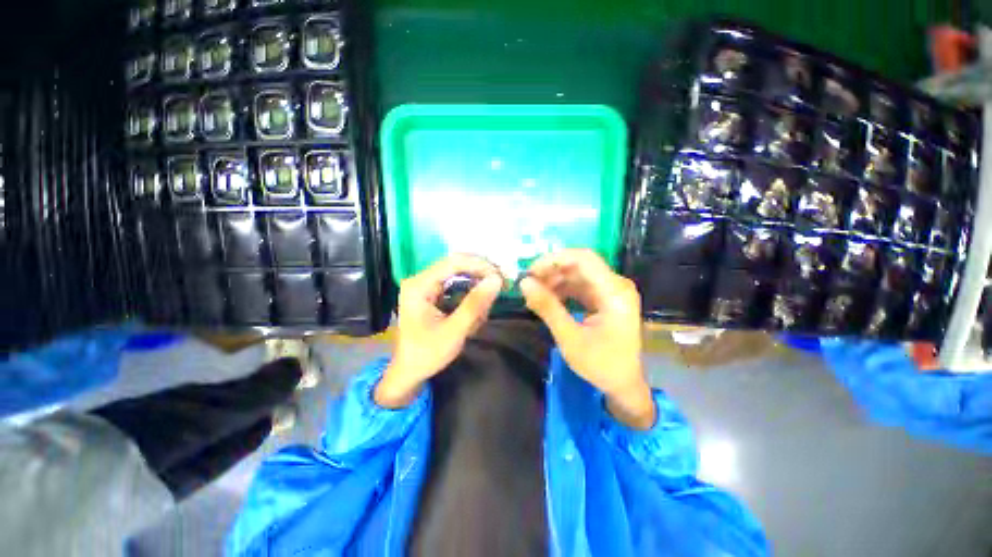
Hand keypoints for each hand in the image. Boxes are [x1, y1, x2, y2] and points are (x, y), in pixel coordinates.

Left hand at [375, 254, 503, 407]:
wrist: (408, 373)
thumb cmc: (427, 354)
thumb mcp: (454, 331)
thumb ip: (475, 304)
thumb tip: (496, 280)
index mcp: (419, 285)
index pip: (454, 262)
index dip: (480, 266)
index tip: (501, 277)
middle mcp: (421, 279)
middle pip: (457, 265)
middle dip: (481, 274)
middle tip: (502, 285)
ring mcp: (426, 285)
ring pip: (459, 275)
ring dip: (477, 287)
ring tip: (485, 309)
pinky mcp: (432, 293)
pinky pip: (457, 286)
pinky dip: (470, 296)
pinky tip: (475, 313)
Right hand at [520, 249, 655, 429]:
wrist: (623, 384)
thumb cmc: (601, 365)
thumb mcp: (570, 338)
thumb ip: (547, 308)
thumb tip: (524, 283)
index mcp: (614, 292)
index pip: (584, 259)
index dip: (554, 259)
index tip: (530, 271)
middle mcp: (616, 285)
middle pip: (579, 265)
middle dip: (551, 271)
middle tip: (528, 284)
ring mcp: (611, 291)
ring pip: (577, 274)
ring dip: (554, 281)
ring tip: (534, 294)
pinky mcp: (605, 298)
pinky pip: (580, 286)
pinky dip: (562, 290)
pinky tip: (547, 299)